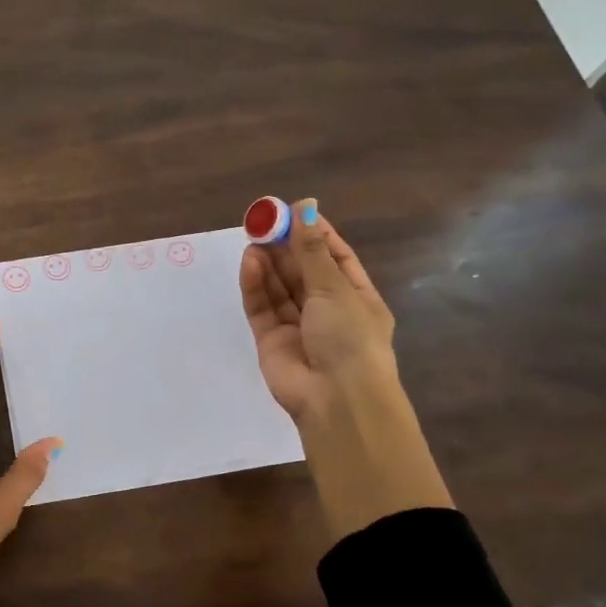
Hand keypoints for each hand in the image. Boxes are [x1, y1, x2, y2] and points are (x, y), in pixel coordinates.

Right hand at [240, 198, 396, 419]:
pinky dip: (255, 285)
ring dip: (268, 263)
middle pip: (302, 271)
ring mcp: (297, 326)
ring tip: (253, 237)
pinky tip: (249, 263)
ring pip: (279, 288)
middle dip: (285, 246)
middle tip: (263, 221)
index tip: (294, 211)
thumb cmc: (350, 338)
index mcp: (356, 298)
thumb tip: (304, 207)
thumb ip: (311, 251)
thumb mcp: (335, 288)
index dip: (315, 234)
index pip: (336, 258)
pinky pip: (262, 307)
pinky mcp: (271, 340)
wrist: (335, 399)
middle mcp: (327, 311)